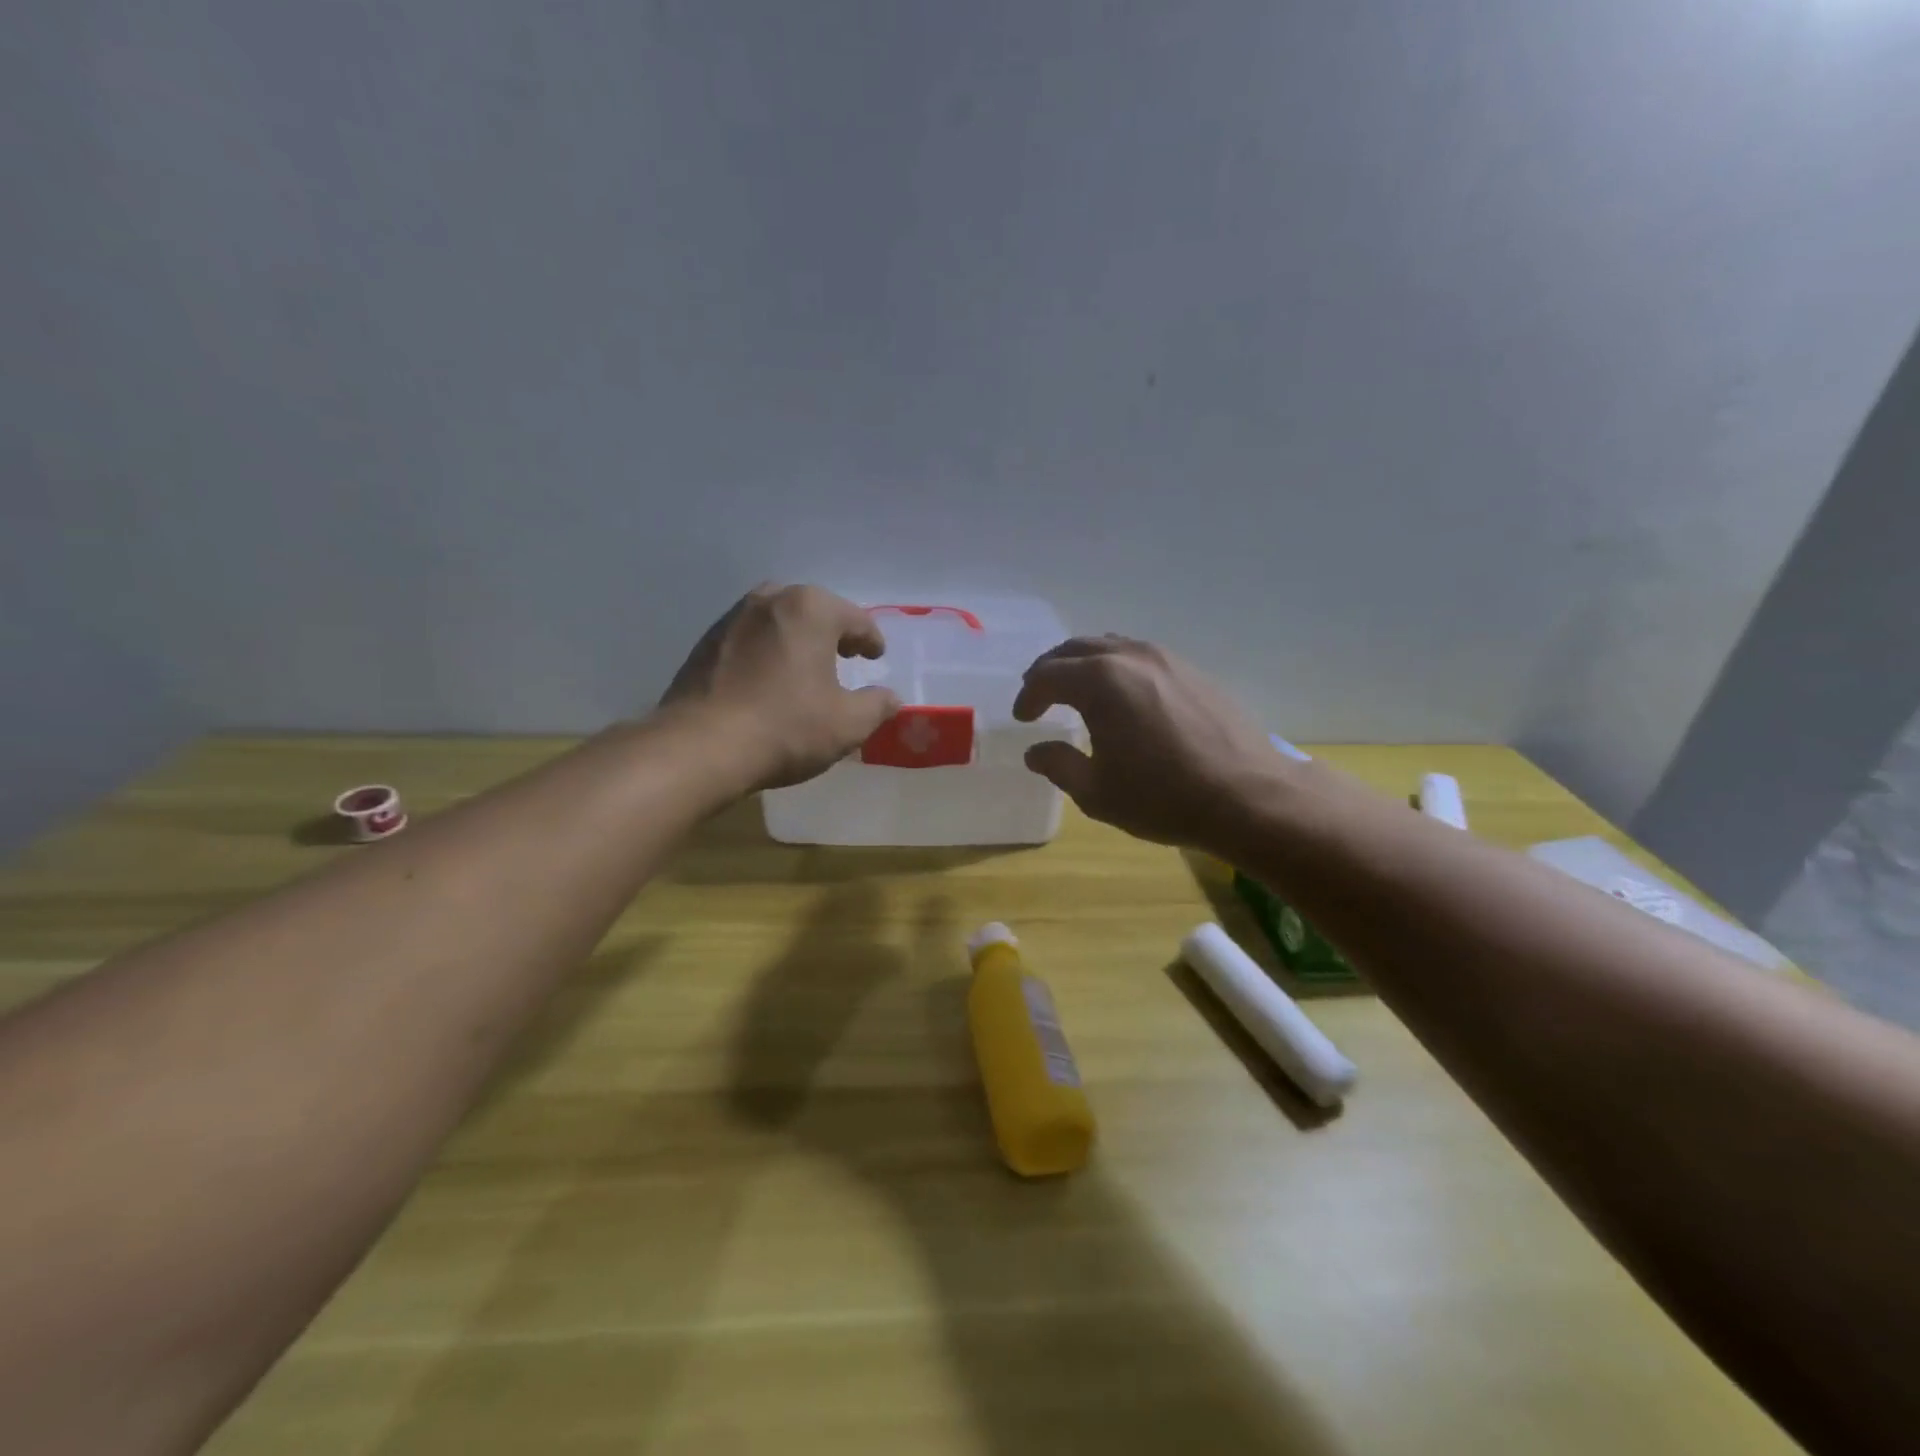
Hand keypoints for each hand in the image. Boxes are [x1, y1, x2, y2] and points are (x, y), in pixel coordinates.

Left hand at [661, 585, 900, 792]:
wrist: (700, 747)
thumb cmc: (786, 727)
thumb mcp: (848, 723)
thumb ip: (877, 705)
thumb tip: (891, 698)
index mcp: (810, 609)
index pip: (855, 619)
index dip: (870, 639)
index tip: (876, 656)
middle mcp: (770, 600)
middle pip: (813, 610)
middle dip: (832, 631)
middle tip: (844, 655)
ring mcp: (732, 619)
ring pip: (777, 621)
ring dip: (796, 639)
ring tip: (806, 667)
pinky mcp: (705, 643)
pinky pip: (749, 639)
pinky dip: (767, 652)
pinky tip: (768, 680)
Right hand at [1013, 636, 1278, 848]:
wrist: (1249, 796)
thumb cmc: (1163, 797)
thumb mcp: (1097, 792)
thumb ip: (1059, 766)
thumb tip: (1036, 752)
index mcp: (1101, 681)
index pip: (1048, 675)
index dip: (1029, 695)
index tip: (1023, 718)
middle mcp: (1131, 657)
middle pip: (1077, 648)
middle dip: (1052, 670)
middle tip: (1040, 694)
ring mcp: (1167, 659)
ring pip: (1112, 647)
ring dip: (1086, 664)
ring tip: (1078, 691)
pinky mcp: (1194, 672)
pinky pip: (1142, 657)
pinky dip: (1118, 668)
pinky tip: (1124, 697)